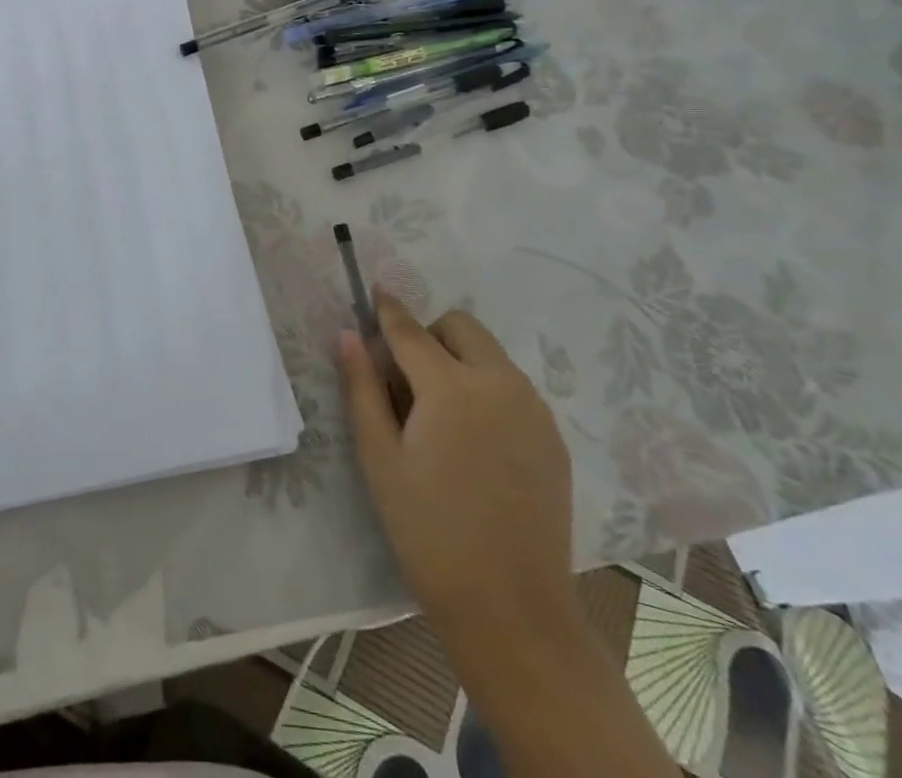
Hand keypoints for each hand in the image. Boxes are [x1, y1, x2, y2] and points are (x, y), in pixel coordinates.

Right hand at [339, 294, 573, 640]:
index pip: (410, 330)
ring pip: (490, 353)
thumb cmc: (429, 532)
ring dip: (460, 360)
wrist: (512, 611)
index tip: (375, 291)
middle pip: (460, 326)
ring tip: (441, 416)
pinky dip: (487, 389)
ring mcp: (532, 408)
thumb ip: (362, 388)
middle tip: (407, 380)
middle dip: (430, 335)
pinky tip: (475, 443)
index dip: (388, 309)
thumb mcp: (380, 459)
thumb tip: (349, 335)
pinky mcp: (552, 435)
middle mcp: (498, 382)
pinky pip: (512, 386)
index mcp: (451, 386)